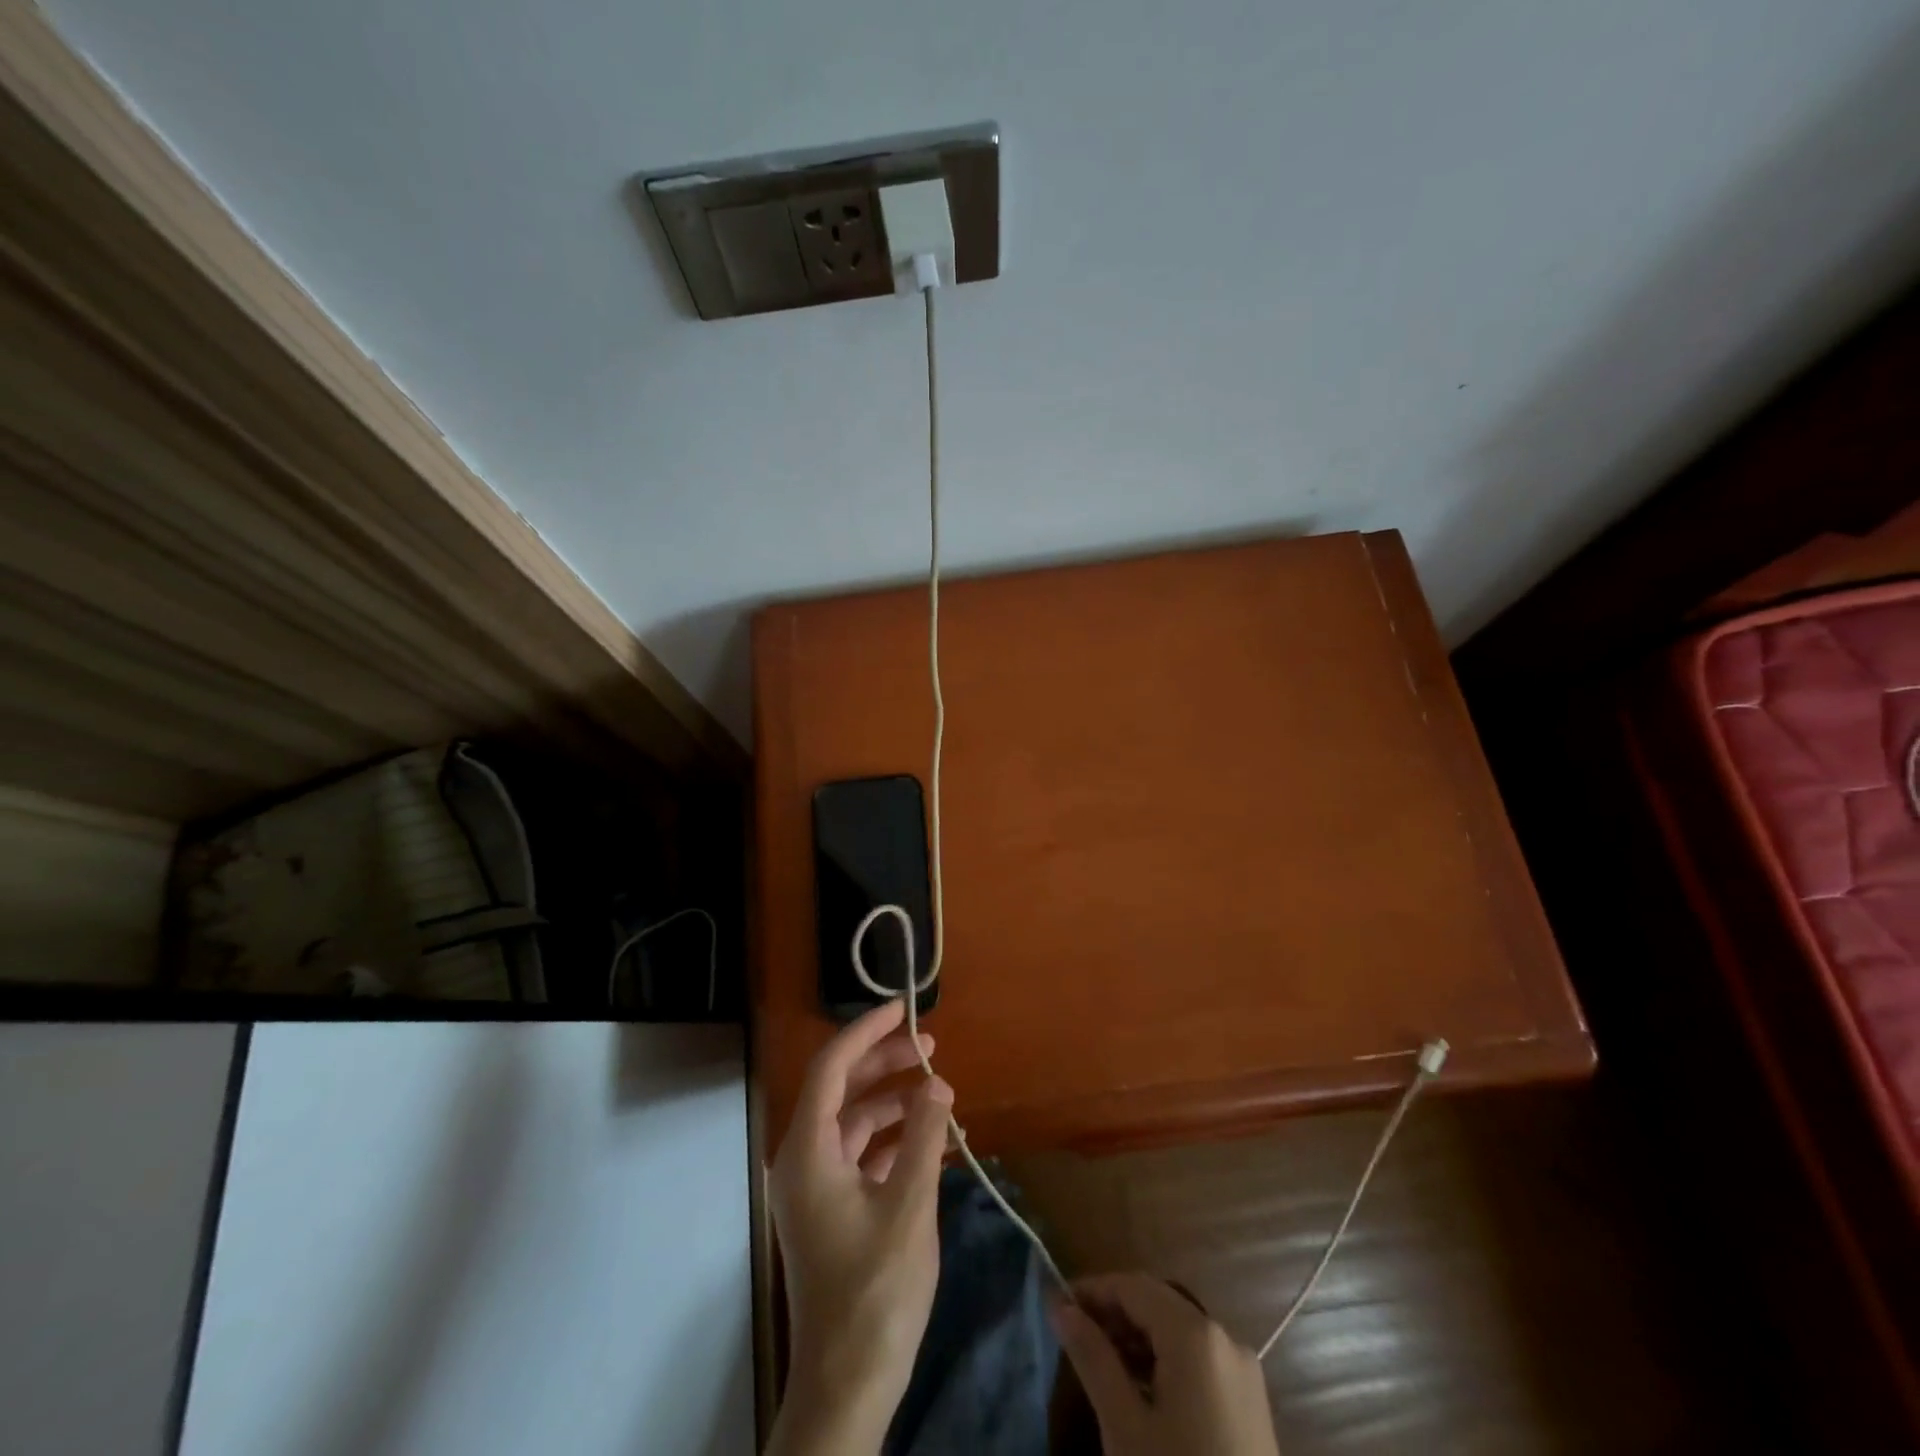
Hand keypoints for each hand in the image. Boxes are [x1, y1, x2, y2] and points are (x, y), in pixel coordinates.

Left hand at [767, 1000, 953, 1455]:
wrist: (848, 1385)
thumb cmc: (875, 1291)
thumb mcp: (909, 1207)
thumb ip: (922, 1137)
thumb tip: (937, 1084)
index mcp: (808, 1151)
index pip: (831, 1067)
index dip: (866, 1032)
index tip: (903, 1009)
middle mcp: (803, 1160)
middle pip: (841, 1089)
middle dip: (884, 1062)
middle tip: (930, 1047)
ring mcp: (816, 1187)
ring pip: (853, 1121)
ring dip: (893, 1101)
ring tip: (938, 1091)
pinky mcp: (832, 1209)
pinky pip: (860, 1154)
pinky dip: (892, 1138)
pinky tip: (930, 1138)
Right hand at [1053, 1273, 1280, 1455]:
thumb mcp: (1124, 1427)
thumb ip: (1092, 1358)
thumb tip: (1060, 1306)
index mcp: (1195, 1333)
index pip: (1132, 1286)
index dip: (1092, 1290)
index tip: (1058, 1307)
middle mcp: (1224, 1336)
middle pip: (1157, 1302)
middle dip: (1114, 1313)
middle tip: (1076, 1338)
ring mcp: (1243, 1370)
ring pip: (1178, 1329)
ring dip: (1138, 1338)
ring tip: (1103, 1365)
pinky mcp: (1251, 1401)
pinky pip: (1199, 1358)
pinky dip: (1166, 1361)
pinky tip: (1143, 1391)